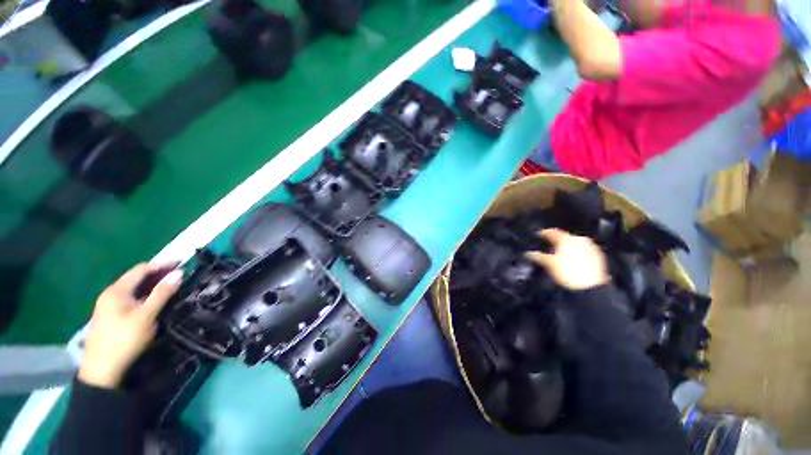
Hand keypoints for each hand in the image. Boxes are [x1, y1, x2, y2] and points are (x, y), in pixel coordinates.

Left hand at [78, 263, 182, 388]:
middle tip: (178, 273)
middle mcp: (111, 293)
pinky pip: (130, 297)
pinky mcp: (111, 315)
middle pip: (136, 277)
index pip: (141, 269)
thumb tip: (179, 273)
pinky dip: (144, 293)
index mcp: (117, 290)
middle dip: (157, 273)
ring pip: (133, 288)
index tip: (181, 262)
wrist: (102, 370)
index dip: (162, 264)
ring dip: (151, 284)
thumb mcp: (146, 316)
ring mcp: (109, 305)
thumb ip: (162, 293)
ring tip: (170, 284)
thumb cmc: (125, 339)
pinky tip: (153, 299)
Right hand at [524, 229, 609, 290]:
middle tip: (548, 246)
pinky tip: (571, 260)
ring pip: (575, 244)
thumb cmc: (566, 272)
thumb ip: (538, 256)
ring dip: (566, 247)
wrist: (589, 287)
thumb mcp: (548, 263)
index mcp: (566, 239)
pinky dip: (576, 253)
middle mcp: (579, 240)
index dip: (544, 233)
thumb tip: (528, 253)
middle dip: (556, 241)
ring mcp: (590, 247)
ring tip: (559, 254)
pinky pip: (583, 250)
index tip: (538, 235)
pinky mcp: (597, 256)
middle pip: (564, 237)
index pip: (552, 232)